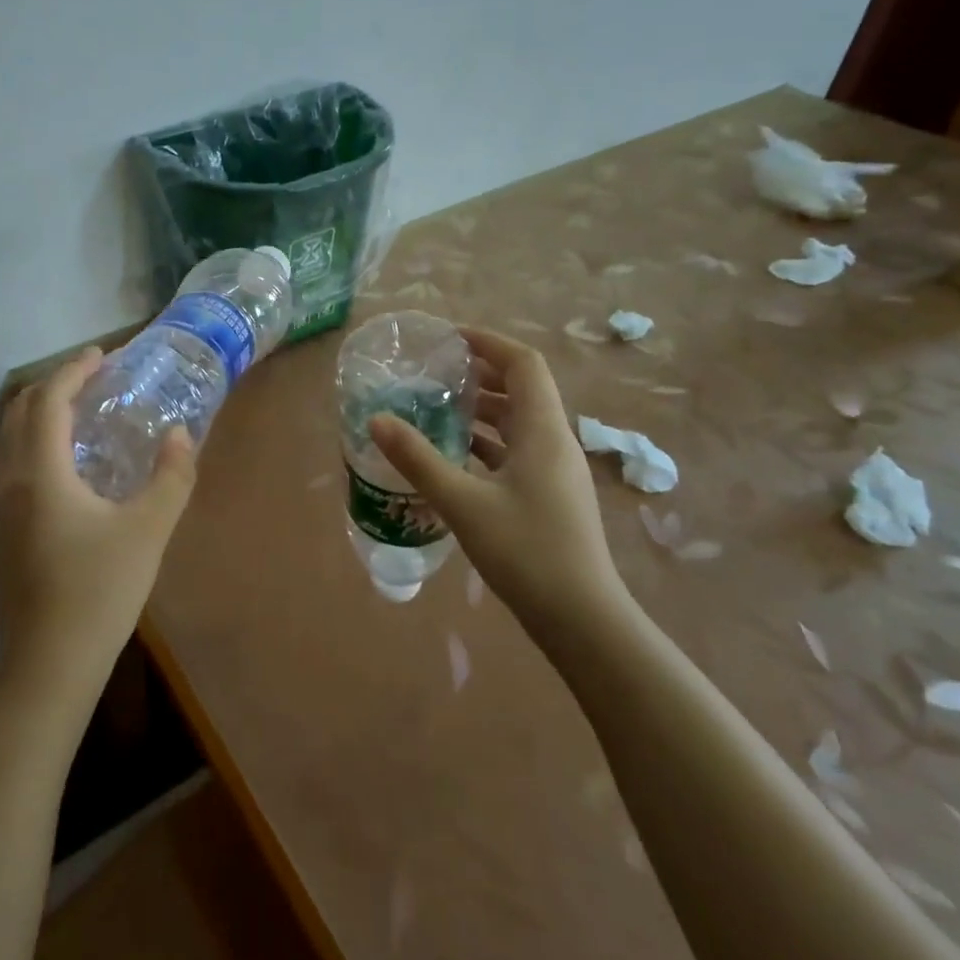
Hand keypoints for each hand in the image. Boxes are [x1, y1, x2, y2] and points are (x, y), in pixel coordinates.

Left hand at [0, 348, 197, 708]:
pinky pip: (12, 462)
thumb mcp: (148, 531)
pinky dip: (35, 439)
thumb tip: (180, 435)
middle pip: (21, 412)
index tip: (104, 355)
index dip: (74, 370)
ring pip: (11, 438)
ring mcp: (1, 509)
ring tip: (81, 410)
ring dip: (41, 412)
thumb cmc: (98, 593)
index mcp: (41, 473)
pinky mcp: (3, 531)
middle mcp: (11, 482)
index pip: (49, 401)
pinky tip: (68, 461)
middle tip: (93, 377)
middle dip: (54, 384)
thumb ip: (172, 477)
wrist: (47, 667)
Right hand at [368, 327, 625, 638]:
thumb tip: (376, 420)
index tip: (448, 339)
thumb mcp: (463, 503)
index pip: (523, 363)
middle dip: (481, 373)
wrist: (582, 620)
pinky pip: (517, 450)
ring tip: (438, 407)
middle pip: (522, 388)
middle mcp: (555, 441)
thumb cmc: (526, 552)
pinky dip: (488, 441)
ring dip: (483, 408)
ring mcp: (556, 470)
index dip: (488, 342)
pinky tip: (456, 454)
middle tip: (435, 372)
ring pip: (519, 421)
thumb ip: (418, 459)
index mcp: (543, 430)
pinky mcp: (550, 495)